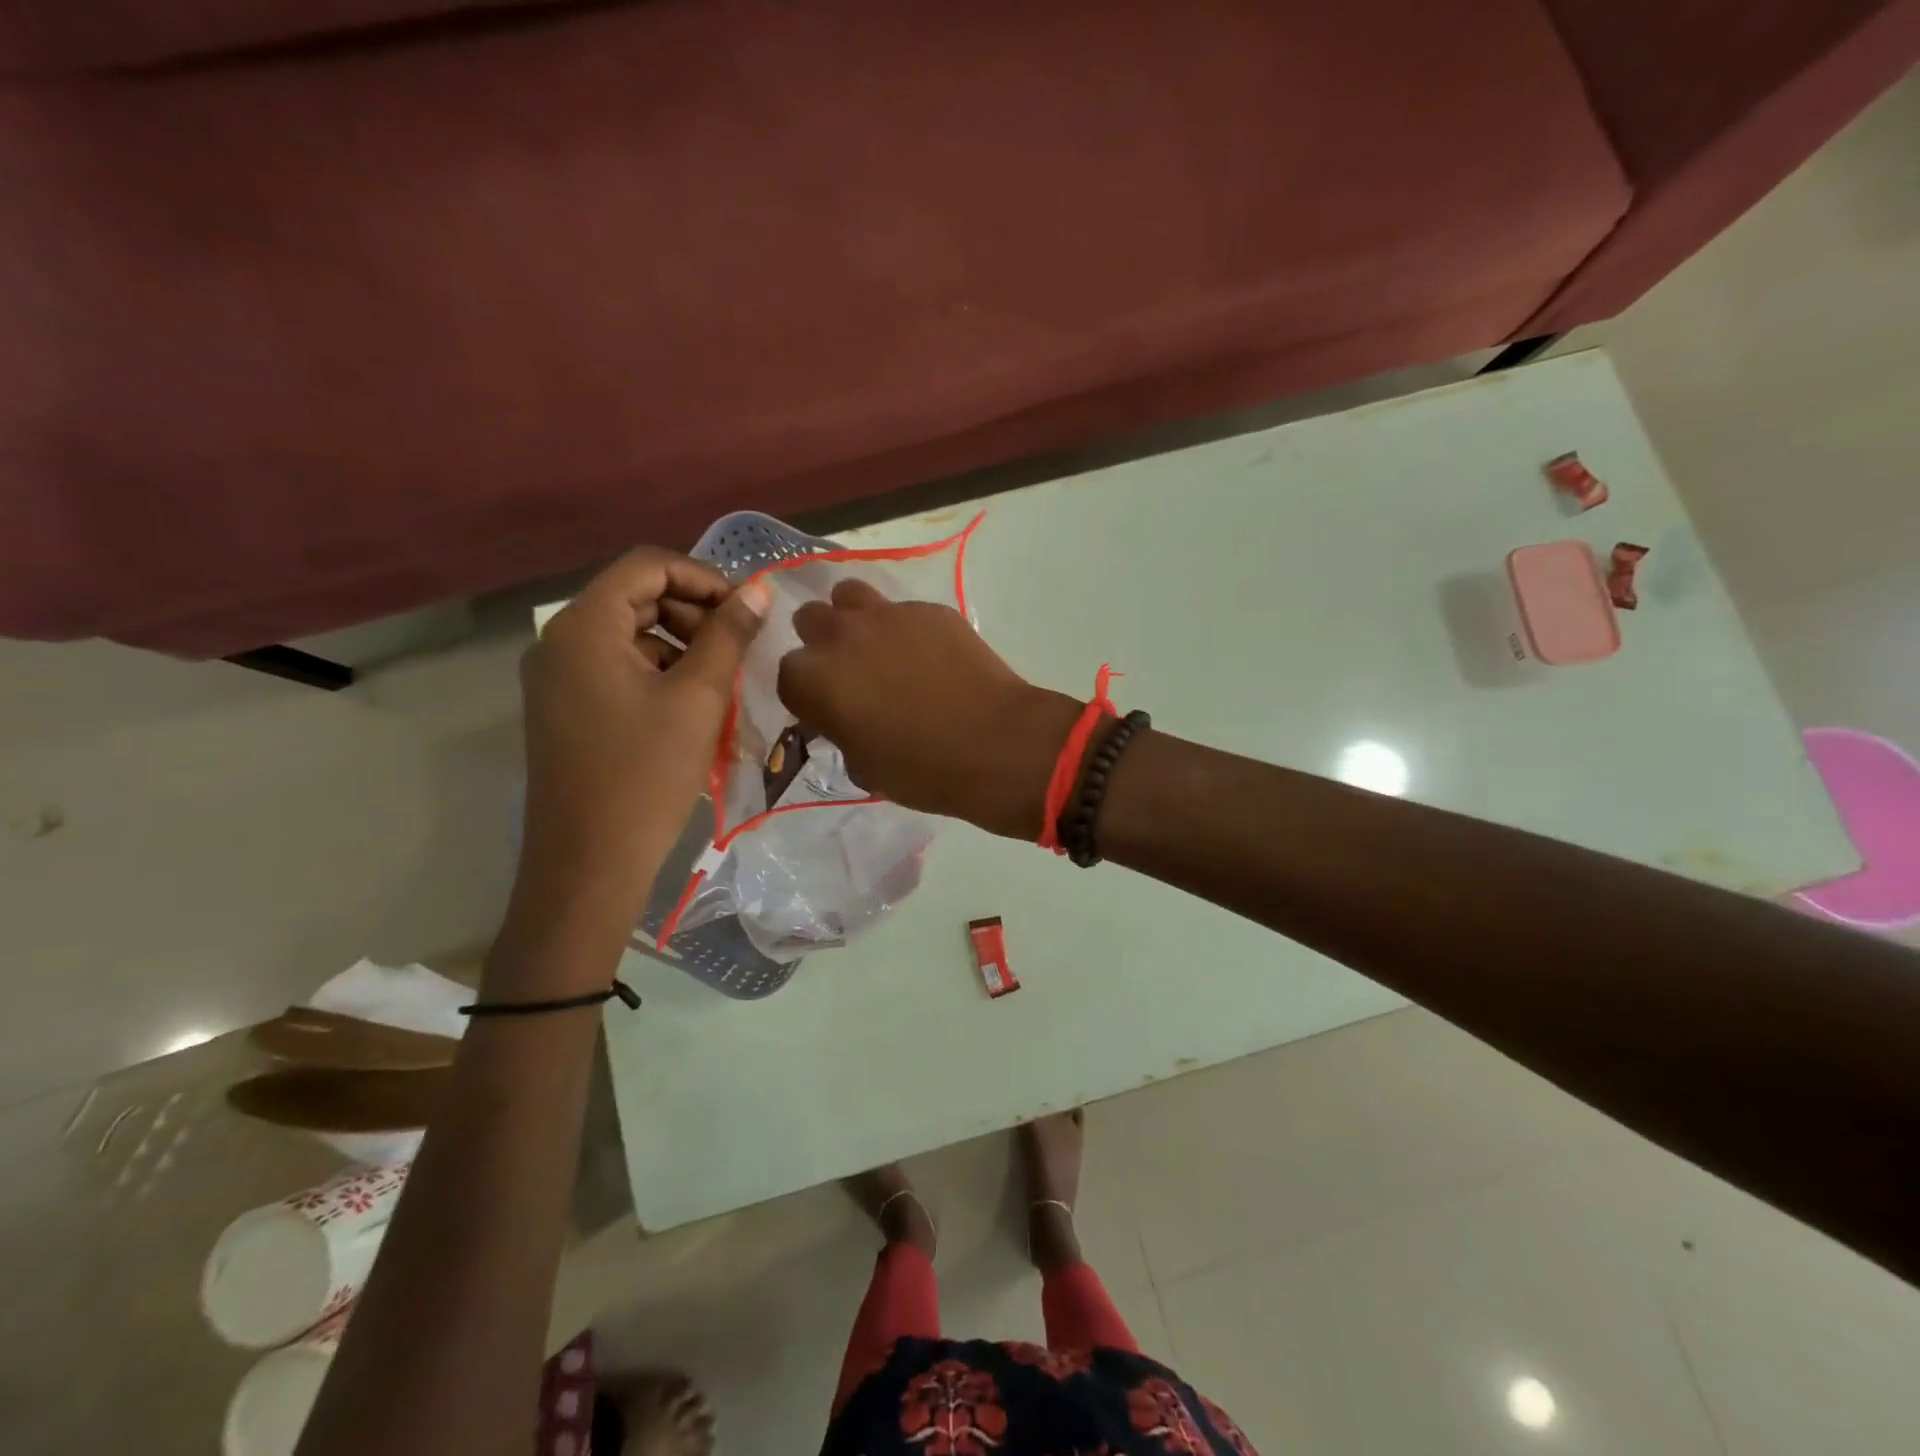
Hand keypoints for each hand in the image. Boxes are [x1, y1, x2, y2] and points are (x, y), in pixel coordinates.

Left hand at [518, 548, 769, 909]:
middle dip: (693, 611)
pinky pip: (616, 667)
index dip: (703, 576)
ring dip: (680, 643)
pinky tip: (692, 703)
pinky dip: (658, 671)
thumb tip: (758, 590)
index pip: (646, 565)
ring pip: (628, 634)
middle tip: (739, 645)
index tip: (746, 608)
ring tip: (722, 678)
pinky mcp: (565, 708)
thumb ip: (729, 635)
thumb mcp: (699, 697)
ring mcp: (557, 678)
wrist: (590, 861)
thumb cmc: (647, 773)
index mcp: (584, 626)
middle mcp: (560, 641)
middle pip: (635, 596)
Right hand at [777, 579, 1079, 838]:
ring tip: (878, 646)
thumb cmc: (922, 770)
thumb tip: (847, 721)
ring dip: (854, 617)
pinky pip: (903, 609)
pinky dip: (905, 627)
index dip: (807, 693)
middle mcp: (842, 636)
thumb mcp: (865, 768)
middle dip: (822, 643)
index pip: (788, 674)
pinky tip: (929, 655)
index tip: (827, 710)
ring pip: (850, 595)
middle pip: (811, 620)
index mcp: (814, 679)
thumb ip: (842, 734)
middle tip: (850, 672)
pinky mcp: (930, 609)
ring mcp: (888, 616)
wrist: (995, 745)